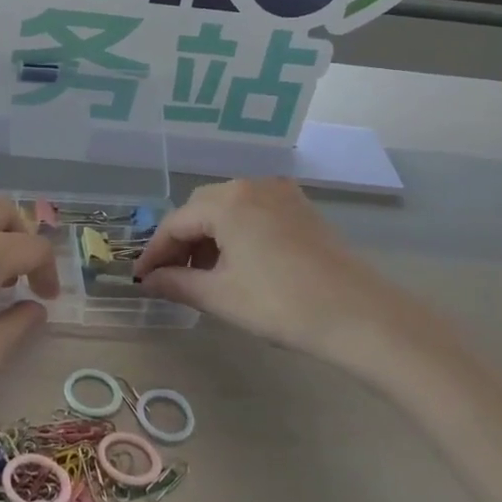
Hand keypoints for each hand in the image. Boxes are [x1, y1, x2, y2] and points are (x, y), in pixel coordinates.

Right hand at [133, 177, 428, 367]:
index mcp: (227, 202)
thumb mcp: (220, 296)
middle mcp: (251, 185)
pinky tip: (238, 263)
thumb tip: (147, 281)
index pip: (176, 223)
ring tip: (204, 275)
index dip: (154, 252)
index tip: (140, 279)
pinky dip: (237, 233)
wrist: (361, 316)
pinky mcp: (302, 208)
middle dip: (181, 242)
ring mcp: (281, 194)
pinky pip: (254, 212)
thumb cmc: (282, 305)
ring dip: (209, 237)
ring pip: (228, 209)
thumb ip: (176, 283)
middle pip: (201, 209)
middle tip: (171, 277)